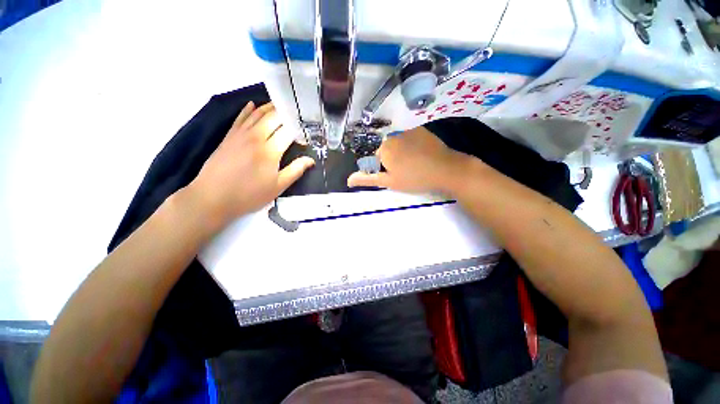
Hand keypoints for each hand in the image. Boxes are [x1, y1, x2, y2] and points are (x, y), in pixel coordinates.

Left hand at [186, 102, 313, 224]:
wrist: (212, 197)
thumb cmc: (249, 195)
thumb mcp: (278, 187)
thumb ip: (295, 171)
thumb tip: (310, 160)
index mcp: (270, 151)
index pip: (289, 131)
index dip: (300, 129)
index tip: (307, 130)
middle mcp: (256, 137)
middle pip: (274, 118)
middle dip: (287, 114)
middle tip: (297, 114)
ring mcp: (241, 134)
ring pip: (258, 114)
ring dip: (270, 108)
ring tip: (281, 105)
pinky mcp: (229, 136)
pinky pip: (240, 117)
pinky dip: (248, 110)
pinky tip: (253, 104)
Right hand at [347, 126, 469, 193]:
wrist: (445, 169)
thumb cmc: (414, 178)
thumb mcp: (389, 182)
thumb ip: (367, 179)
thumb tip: (348, 180)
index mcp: (384, 149)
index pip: (377, 159)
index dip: (386, 169)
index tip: (398, 175)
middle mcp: (393, 136)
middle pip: (387, 149)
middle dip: (393, 159)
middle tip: (407, 171)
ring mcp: (408, 131)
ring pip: (398, 143)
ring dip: (403, 152)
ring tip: (416, 163)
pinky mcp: (421, 129)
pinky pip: (410, 138)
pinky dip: (413, 145)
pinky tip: (423, 154)